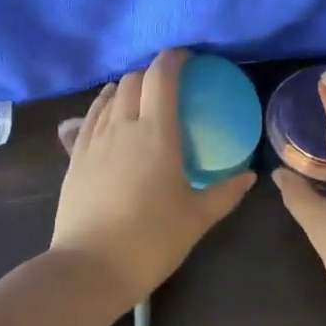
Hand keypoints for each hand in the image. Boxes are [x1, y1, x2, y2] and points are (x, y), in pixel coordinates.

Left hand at [51, 48, 255, 302]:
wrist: (90, 267)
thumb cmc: (152, 240)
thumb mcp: (197, 217)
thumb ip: (226, 192)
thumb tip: (250, 175)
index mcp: (156, 133)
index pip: (162, 76)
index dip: (174, 59)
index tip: (188, 58)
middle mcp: (123, 126)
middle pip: (134, 80)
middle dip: (152, 72)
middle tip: (170, 85)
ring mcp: (94, 140)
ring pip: (110, 96)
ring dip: (128, 88)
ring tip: (141, 98)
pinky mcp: (75, 157)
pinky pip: (90, 117)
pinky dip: (104, 106)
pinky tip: (110, 115)